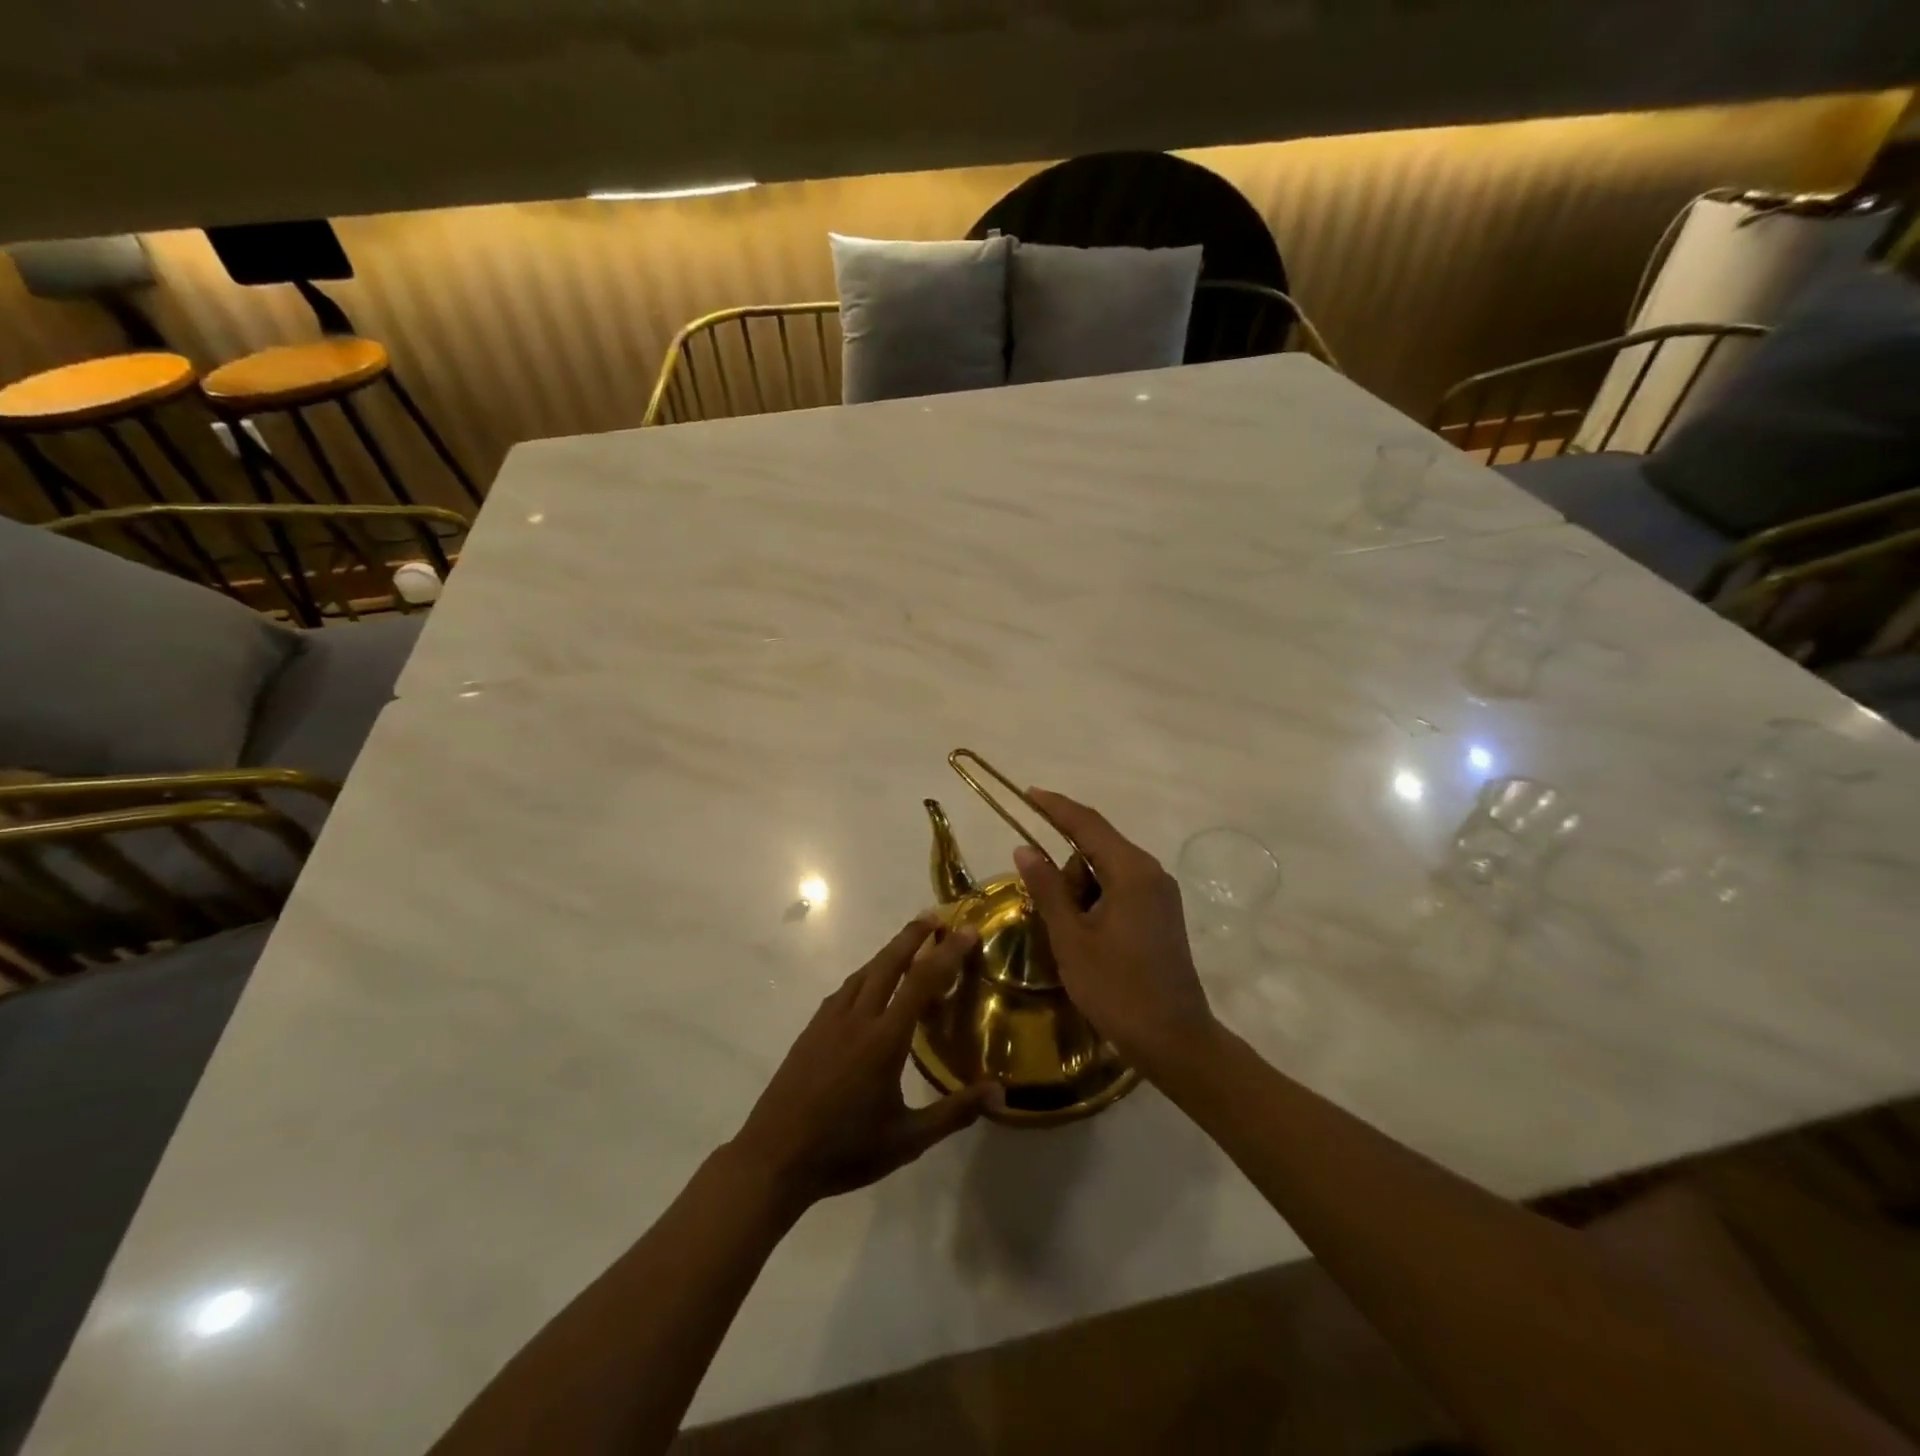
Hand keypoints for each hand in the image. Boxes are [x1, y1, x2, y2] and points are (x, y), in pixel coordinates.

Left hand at [729, 916, 1002, 1211]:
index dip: (947, 953)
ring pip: (863, 972)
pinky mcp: (811, 1030)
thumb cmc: (845, 1150)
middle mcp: (857, 1018)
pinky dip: (865, 975)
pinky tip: (868, 987)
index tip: (967, 931)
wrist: (774, 1157)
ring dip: (888, 952)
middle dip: (913, 935)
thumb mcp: (907, 1139)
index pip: (922, 981)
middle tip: (935, 917)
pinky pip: (844, 990)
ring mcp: (829, 1021)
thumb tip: (1000, 1094)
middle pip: (888, 962)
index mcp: (884, 1039)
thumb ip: (954, 1113)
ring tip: (908, 945)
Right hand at [1014, 789, 1217, 1076]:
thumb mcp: (1071, 939)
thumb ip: (1047, 889)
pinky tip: (1090, 938)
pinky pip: (1121, 890)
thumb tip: (1024, 848)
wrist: (1175, 1041)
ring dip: (1081, 892)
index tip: (1028, 793)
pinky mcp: (1163, 914)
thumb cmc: (1117, 990)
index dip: (1055, 807)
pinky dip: (1097, 902)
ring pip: (1107, 872)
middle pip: (1096, 849)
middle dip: (1067, 872)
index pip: (1087, 824)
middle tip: (1054, 917)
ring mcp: (1161, 894)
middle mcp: (1151, 872)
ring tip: (1074, 939)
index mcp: (1131, 872)